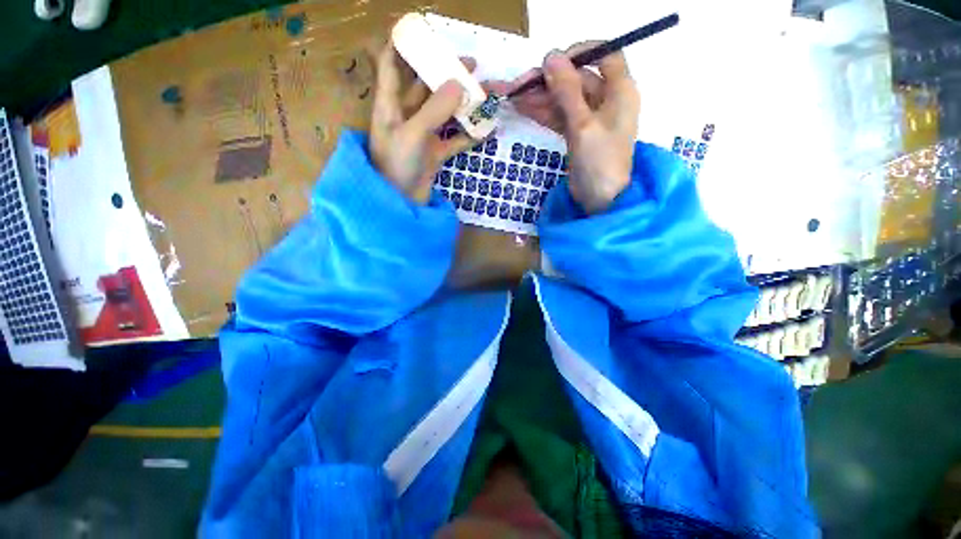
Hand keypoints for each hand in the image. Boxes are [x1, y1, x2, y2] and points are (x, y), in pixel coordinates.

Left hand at [370, 42, 476, 202]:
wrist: (400, 205)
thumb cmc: (396, 167)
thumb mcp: (413, 134)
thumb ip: (434, 109)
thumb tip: (459, 83)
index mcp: (390, 105)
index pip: (391, 65)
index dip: (402, 45)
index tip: (424, 33)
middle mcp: (406, 116)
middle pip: (425, 87)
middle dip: (446, 74)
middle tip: (472, 65)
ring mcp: (422, 136)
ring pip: (444, 114)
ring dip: (463, 105)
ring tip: (485, 94)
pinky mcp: (434, 154)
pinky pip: (454, 140)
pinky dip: (468, 135)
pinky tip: (485, 130)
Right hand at [488, 43, 638, 212]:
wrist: (600, 200)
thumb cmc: (599, 161)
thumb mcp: (583, 124)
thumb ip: (567, 91)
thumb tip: (550, 57)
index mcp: (620, 90)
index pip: (604, 55)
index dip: (579, 53)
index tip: (553, 62)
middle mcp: (607, 100)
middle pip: (577, 79)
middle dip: (548, 82)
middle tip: (519, 86)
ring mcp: (591, 118)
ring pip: (564, 100)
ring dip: (541, 98)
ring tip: (513, 99)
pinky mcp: (577, 134)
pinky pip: (560, 117)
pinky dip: (543, 114)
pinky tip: (523, 110)